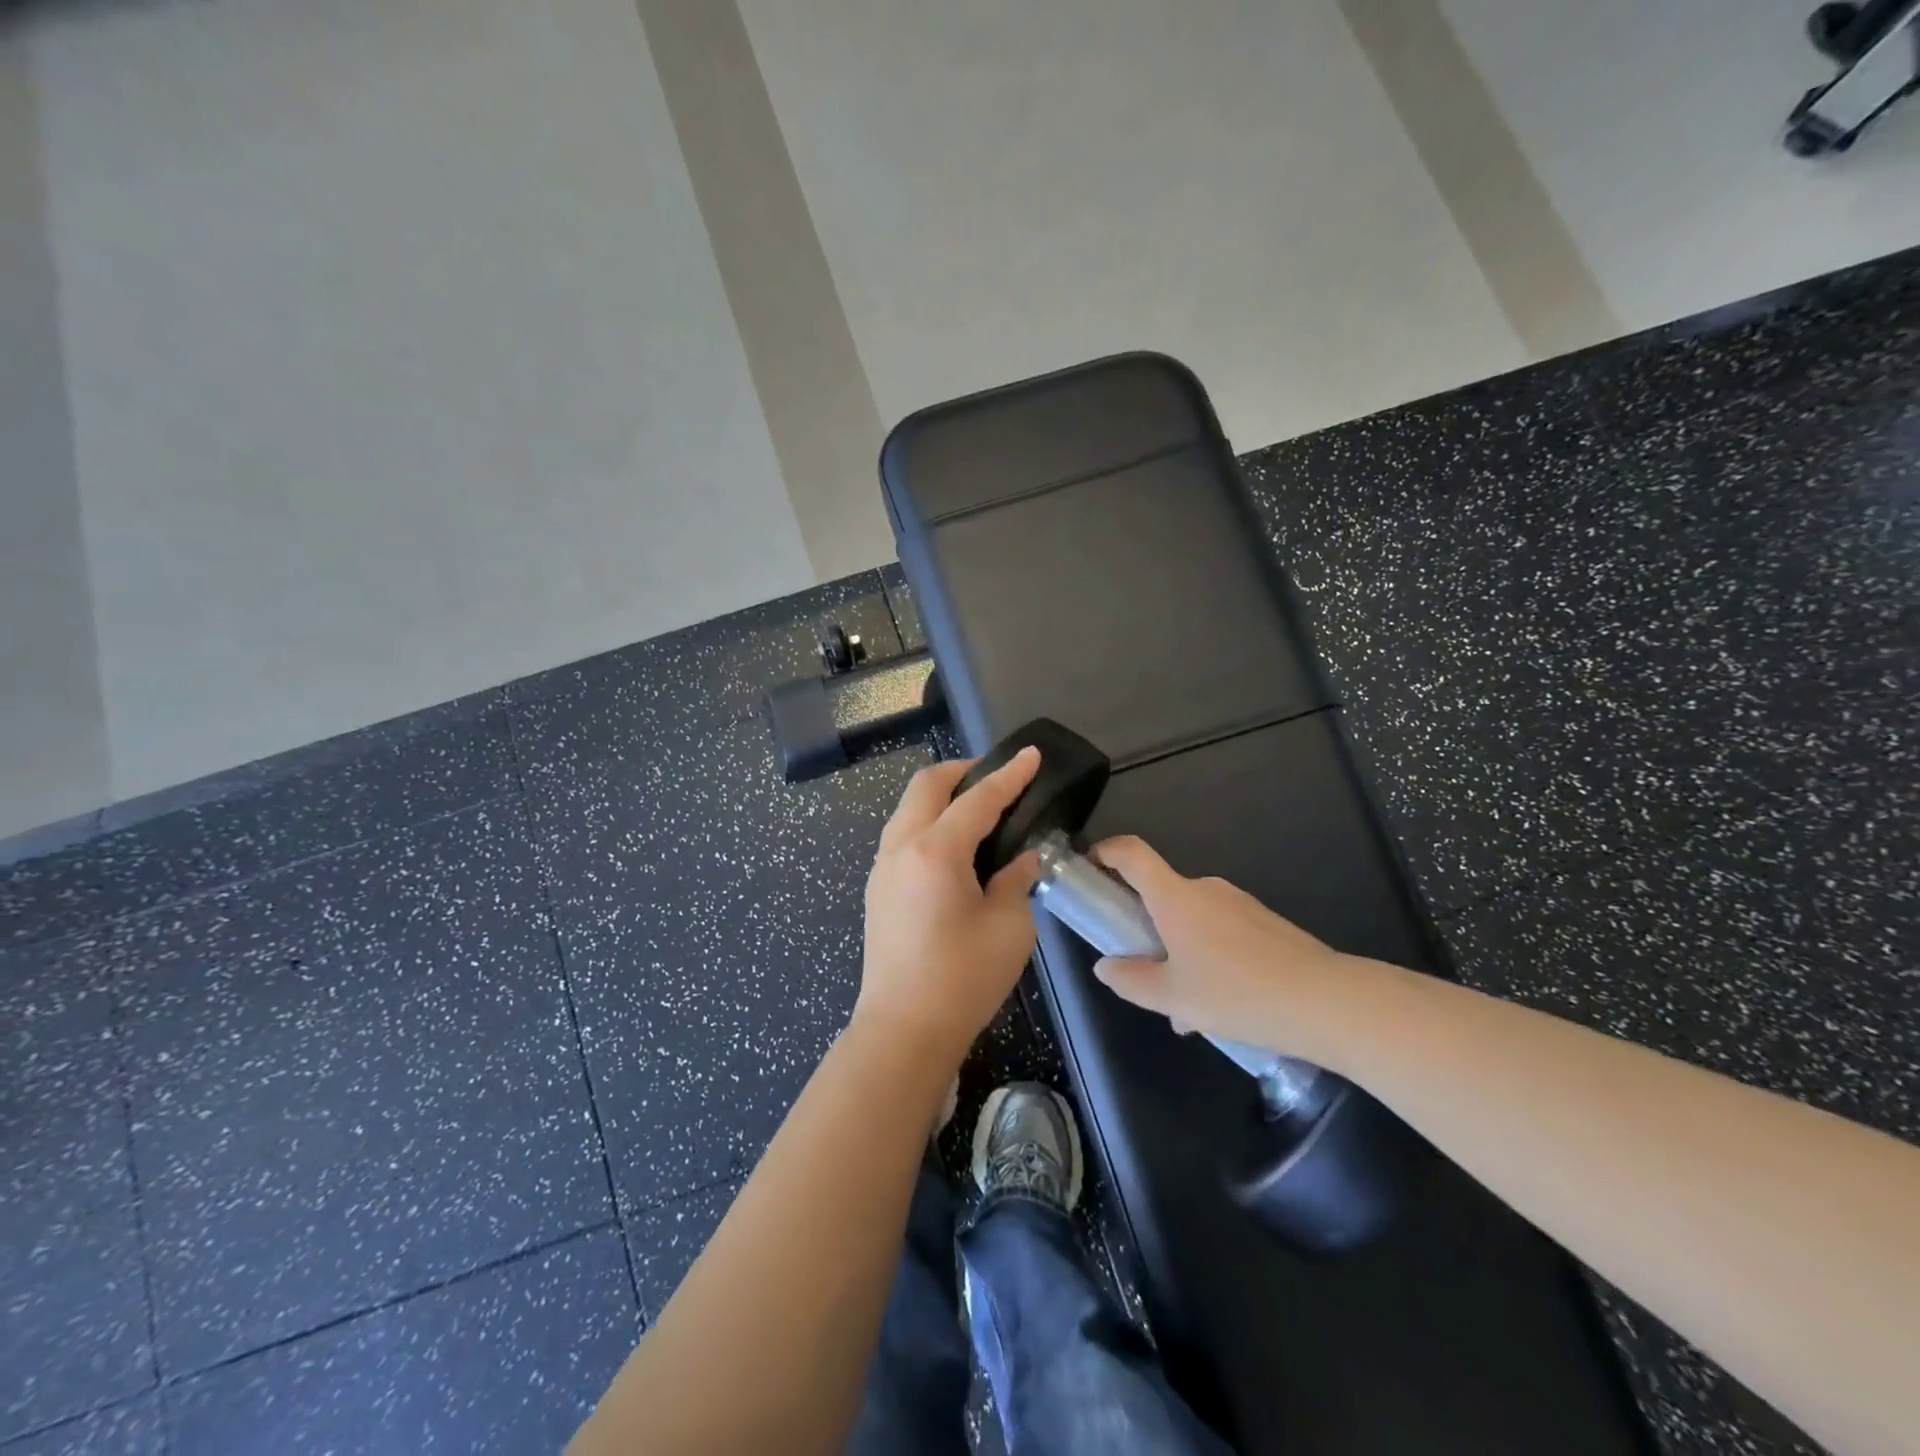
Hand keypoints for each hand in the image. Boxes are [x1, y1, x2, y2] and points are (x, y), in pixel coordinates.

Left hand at [854, 749, 1043, 1068]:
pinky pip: (902, 835)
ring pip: (908, 808)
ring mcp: (882, 867)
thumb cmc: (962, 979)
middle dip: (963, 770)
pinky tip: (953, 847)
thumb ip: (1017, 882)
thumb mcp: (1010, 927)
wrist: (903, 1029)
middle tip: (997, 777)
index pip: (978, 798)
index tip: (1031, 755)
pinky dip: (928, 823)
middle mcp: (901, 846)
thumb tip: (1020, 860)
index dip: (1009, 775)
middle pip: (927, 786)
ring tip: (976, 809)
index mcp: (935, 850)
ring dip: (941, 796)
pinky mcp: (878, 889)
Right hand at [1089, 836, 1352, 1058]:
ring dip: (1178, 952)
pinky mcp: (1266, 924)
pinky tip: (1221, 1008)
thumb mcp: (1172, 997)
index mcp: (1175, 897)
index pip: (1131, 854)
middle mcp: (1206, 889)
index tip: (1089, 867)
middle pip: (1161, 894)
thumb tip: (1105, 967)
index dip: (1104, 852)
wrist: (1327, 1002)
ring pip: (1193, 921)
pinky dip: (1209, 959)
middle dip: (1144, 927)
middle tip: (1140, 971)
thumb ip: (1131, 981)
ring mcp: (1240, 904)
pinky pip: (1222, 933)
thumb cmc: (1237, 993)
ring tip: (1186, 1010)